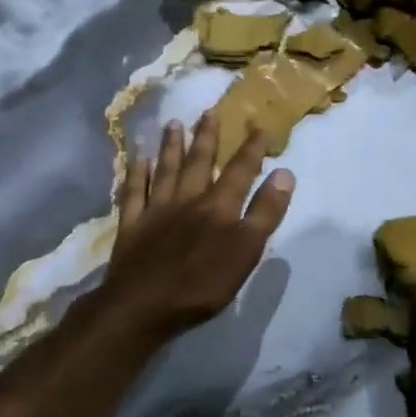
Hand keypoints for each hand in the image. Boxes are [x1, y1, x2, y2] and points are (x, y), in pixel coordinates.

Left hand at [98, 112, 295, 342]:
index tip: (259, 126)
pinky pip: (133, 192)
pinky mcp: (131, 225)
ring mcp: (155, 210)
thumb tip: (284, 173)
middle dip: (206, 136)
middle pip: (199, 162)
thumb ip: (265, 212)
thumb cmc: (202, 284)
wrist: (143, 305)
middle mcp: (187, 199)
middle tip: (209, 111)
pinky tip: (137, 159)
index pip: (240, 170)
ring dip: (171, 146)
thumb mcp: (246, 251)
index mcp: (218, 207)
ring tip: (173, 123)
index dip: (251, 149)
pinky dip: (136, 174)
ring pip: (165, 170)